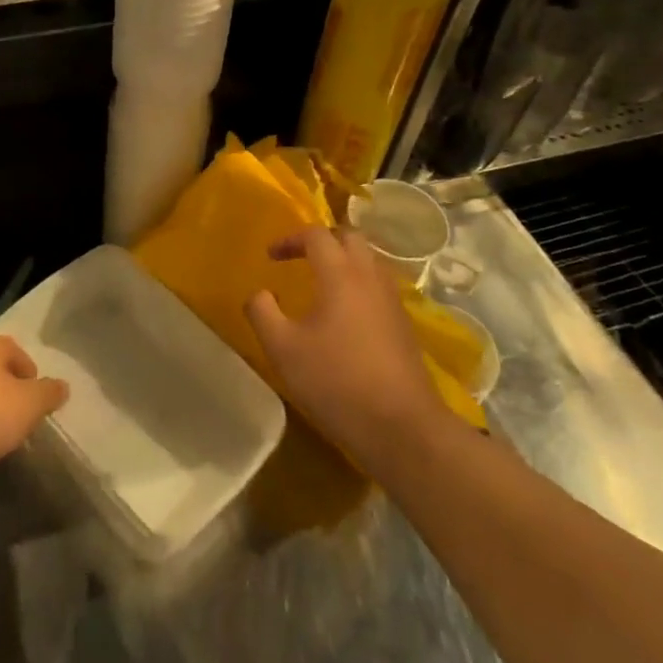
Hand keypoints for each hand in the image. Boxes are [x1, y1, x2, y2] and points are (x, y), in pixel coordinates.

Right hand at [245, 227, 450, 470]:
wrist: (402, 427)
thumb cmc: (336, 382)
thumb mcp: (283, 349)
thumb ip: (263, 313)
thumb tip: (259, 293)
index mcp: (340, 274)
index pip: (317, 235)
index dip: (290, 239)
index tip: (271, 256)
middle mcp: (370, 277)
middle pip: (349, 237)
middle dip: (322, 240)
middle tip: (300, 258)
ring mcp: (392, 300)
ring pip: (369, 260)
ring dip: (344, 261)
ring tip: (321, 283)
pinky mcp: (404, 324)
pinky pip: (379, 285)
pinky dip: (359, 283)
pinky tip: (345, 314)